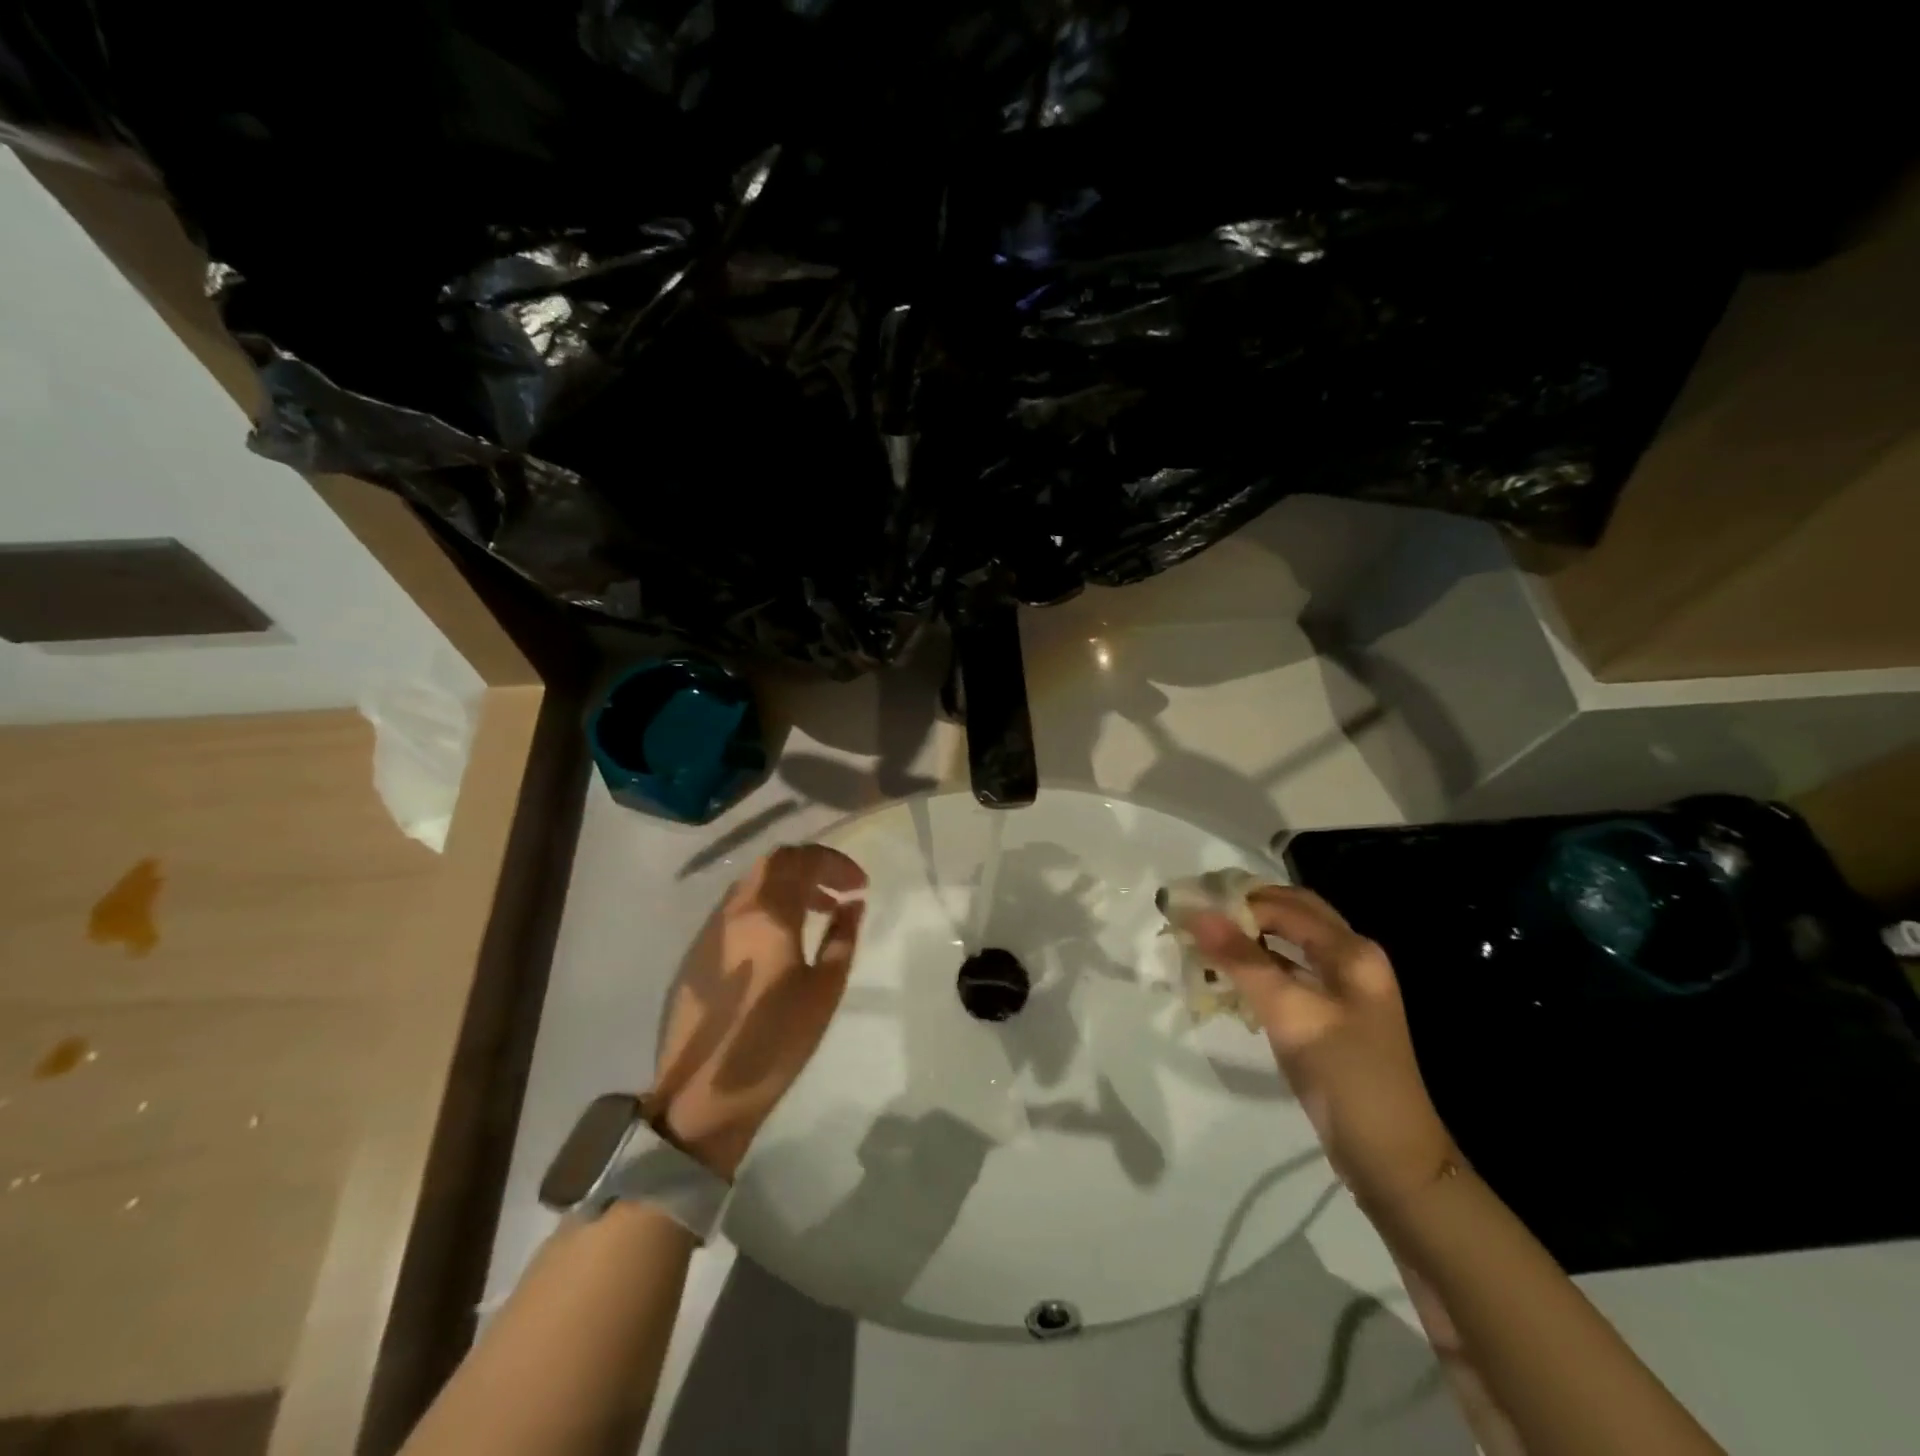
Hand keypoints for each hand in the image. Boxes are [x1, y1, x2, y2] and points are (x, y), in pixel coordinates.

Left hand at [649, 845, 867, 1178]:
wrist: (701, 1093)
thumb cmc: (774, 1042)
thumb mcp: (824, 990)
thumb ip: (842, 938)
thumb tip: (853, 904)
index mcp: (768, 915)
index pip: (802, 860)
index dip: (835, 863)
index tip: (860, 885)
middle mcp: (735, 911)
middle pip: (773, 863)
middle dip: (811, 867)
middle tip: (839, 891)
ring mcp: (711, 930)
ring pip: (752, 884)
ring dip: (787, 886)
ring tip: (816, 914)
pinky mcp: (697, 953)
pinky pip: (736, 909)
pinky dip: (765, 906)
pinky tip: (779, 940)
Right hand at [1185, 886, 1455, 1209]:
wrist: (1392, 1160)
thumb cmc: (1347, 1078)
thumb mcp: (1292, 1015)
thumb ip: (1243, 961)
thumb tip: (1195, 912)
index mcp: (1352, 951)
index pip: (1284, 905)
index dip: (1236, 900)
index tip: (1189, 905)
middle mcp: (1351, 958)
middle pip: (1290, 915)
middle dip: (1243, 910)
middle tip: (1196, 915)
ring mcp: (1342, 988)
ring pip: (1287, 943)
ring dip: (1247, 937)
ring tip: (1202, 940)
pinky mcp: (1329, 1014)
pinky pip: (1287, 972)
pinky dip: (1256, 966)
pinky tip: (1226, 975)